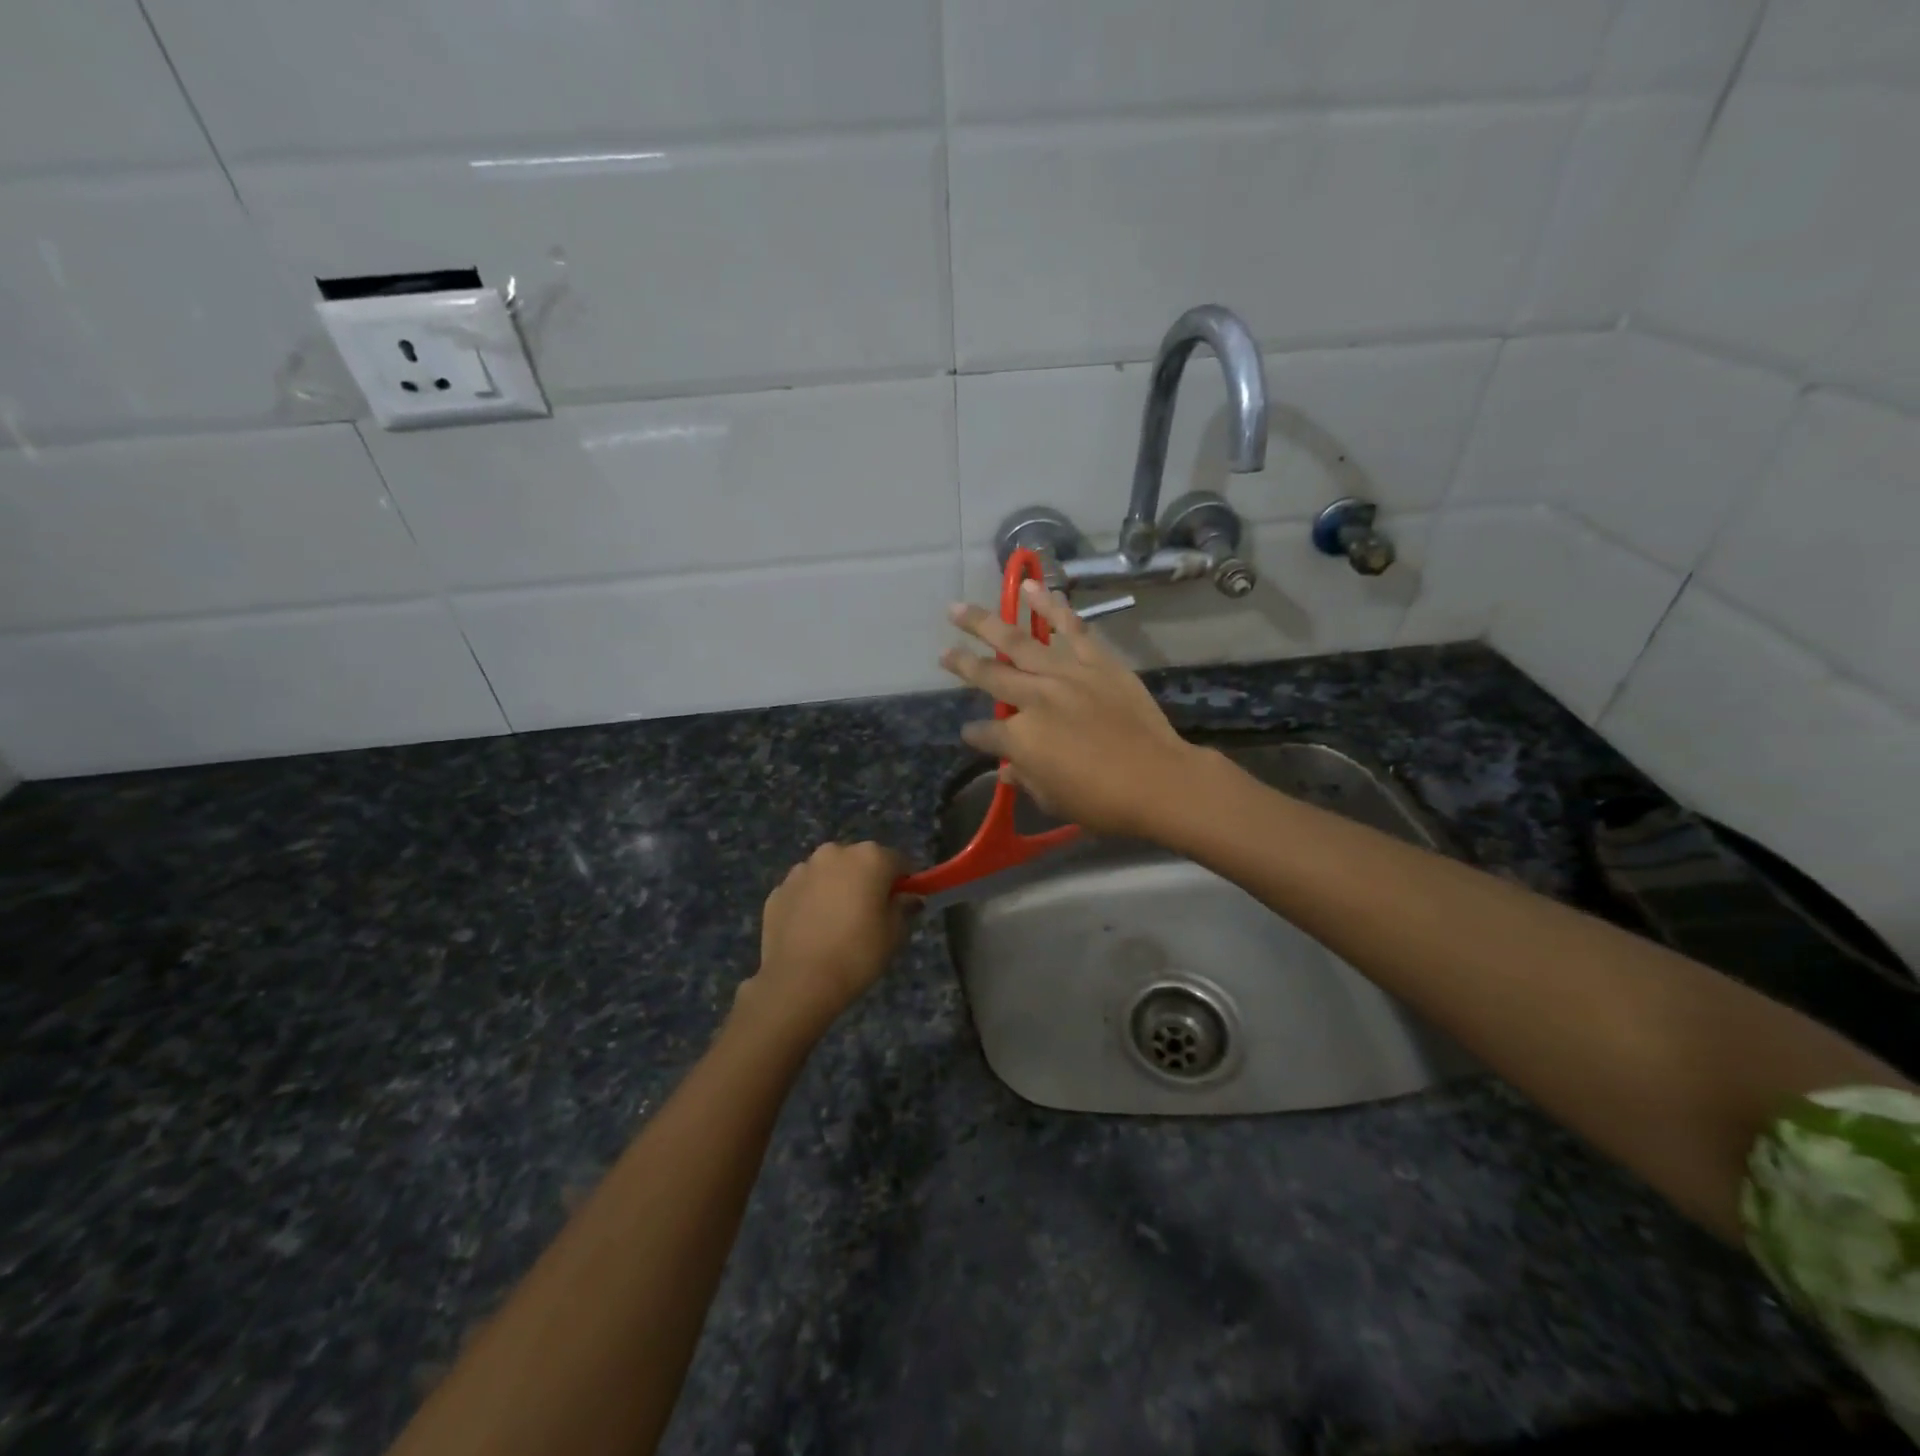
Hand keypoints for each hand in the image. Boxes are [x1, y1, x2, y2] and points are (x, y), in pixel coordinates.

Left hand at [738, 841, 912, 1036]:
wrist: (799, 982)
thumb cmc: (857, 953)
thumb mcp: (895, 934)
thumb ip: (904, 908)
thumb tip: (909, 898)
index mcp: (870, 857)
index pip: (898, 861)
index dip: (904, 882)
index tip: (902, 904)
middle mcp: (834, 853)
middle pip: (860, 861)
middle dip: (867, 881)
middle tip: (869, 915)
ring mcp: (802, 870)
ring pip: (828, 873)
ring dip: (836, 888)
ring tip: (836, 924)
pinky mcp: (778, 890)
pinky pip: (804, 891)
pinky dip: (810, 902)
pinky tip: (812, 931)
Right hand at [941, 580, 1202, 838]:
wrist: (1157, 780)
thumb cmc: (1102, 802)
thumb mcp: (1053, 801)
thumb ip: (1026, 779)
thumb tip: (1009, 770)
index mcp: (1019, 739)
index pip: (986, 733)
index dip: (976, 734)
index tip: (972, 733)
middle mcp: (1034, 699)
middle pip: (989, 676)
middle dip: (962, 664)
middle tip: (943, 651)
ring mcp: (1065, 675)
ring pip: (1019, 642)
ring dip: (986, 623)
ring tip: (959, 608)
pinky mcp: (1096, 662)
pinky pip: (1070, 629)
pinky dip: (1050, 606)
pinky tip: (1030, 589)